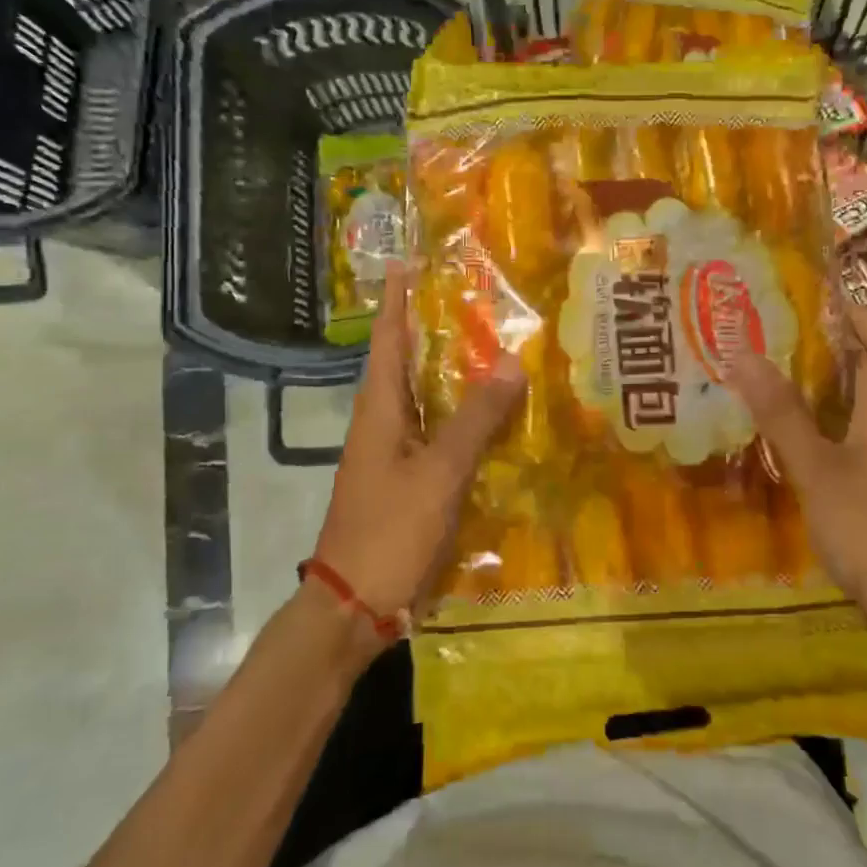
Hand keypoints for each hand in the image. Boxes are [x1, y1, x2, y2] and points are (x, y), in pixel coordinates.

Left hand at [309, 264, 524, 636]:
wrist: (354, 605)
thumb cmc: (389, 531)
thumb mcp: (438, 472)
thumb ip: (475, 419)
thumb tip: (511, 361)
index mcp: (379, 410)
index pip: (387, 339)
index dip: (397, 300)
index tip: (407, 261)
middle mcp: (382, 424)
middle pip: (407, 364)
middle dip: (434, 329)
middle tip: (474, 299)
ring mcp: (393, 455)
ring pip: (426, 400)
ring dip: (452, 374)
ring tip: (494, 349)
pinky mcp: (406, 482)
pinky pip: (437, 434)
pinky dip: (462, 418)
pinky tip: (494, 420)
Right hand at [728, 301, 866, 645]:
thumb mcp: (818, 471)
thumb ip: (781, 415)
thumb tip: (742, 352)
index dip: (863, 309)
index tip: (824, 290)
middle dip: (838, 341)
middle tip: (782, 327)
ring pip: (864, 406)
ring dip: (829, 383)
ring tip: (777, 372)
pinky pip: (856, 439)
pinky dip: (828, 423)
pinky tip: (796, 438)